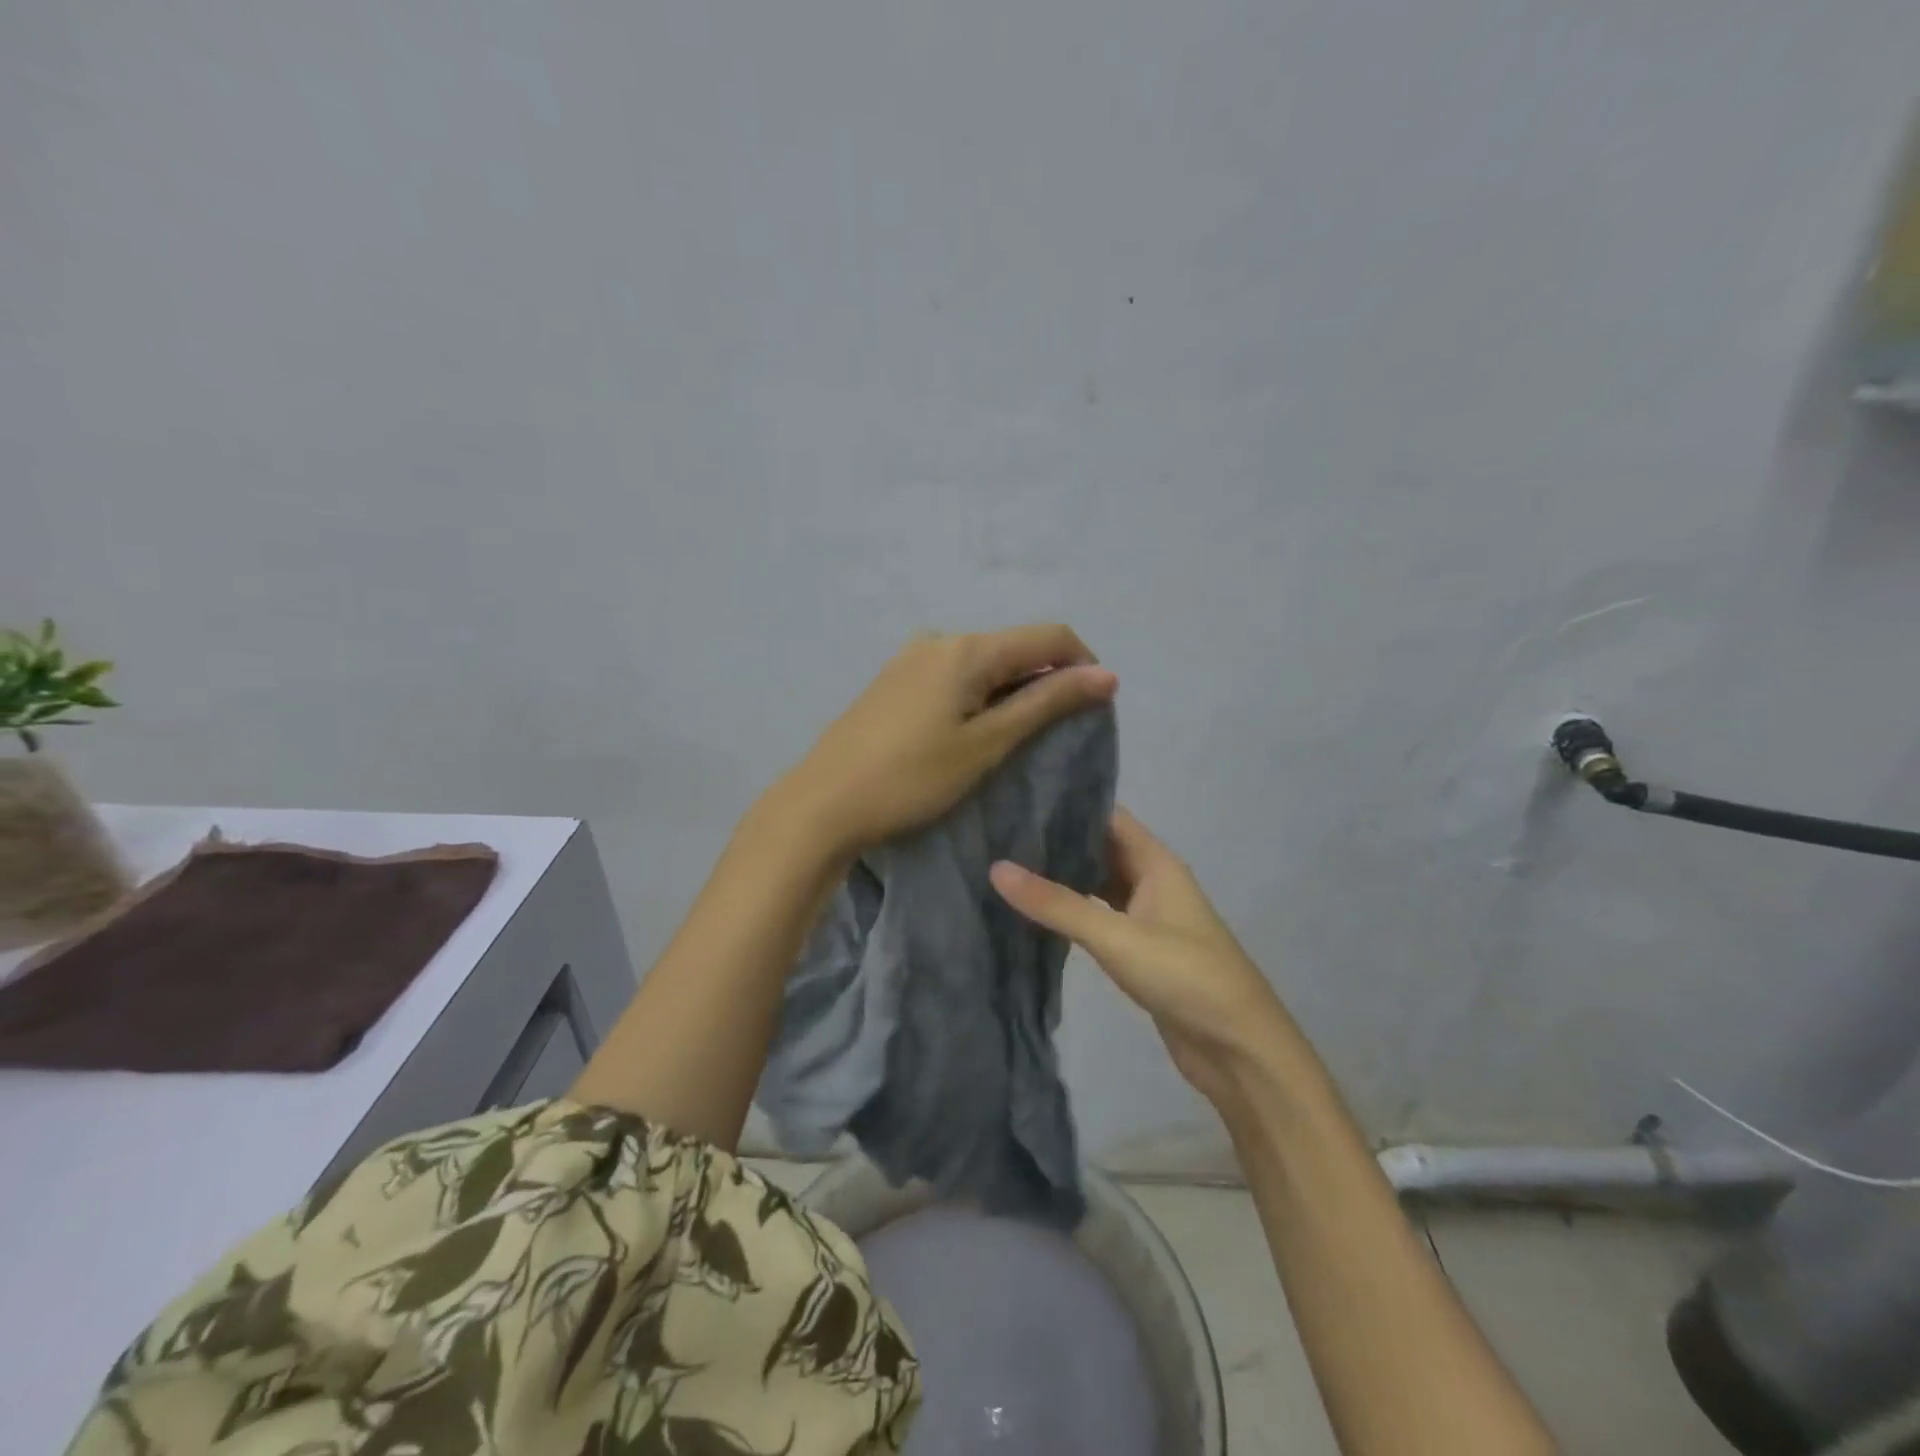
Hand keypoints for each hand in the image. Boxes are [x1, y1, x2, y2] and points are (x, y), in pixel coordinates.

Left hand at [781, 625, 1117, 859]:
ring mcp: (912, 657)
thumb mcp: (987, 744)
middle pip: (1015, 648)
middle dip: (1045, 681)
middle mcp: (941, 639)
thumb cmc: (913, 778)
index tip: (1094, 709)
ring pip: (984, 664)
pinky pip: (954, 676)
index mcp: (968, 649)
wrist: (825, 803)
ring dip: (1011, 692)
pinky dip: (978, 697)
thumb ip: (1046, 704)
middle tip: (1051, 736)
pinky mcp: (895, 679)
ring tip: (1011, 740)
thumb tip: (1107, 675)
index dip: (1082, 665)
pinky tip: (969, 733)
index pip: (1050, 636)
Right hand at [990, 807, 1294, 1102]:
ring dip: (1063, 877)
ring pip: (1098, 884)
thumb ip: (1057, 904)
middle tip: (1001, 833)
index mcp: (1157, 863)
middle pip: (1101, 848)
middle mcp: (1152, 881)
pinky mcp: (1140, 950)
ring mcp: (1147, 917)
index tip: (1018, 799)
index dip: (1068, 804)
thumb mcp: (1116, 936)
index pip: (1108, 817)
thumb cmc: (1185, 976)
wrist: (1238, 1049)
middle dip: (1058, 841)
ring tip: (1009, 865)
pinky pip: (1100, 917)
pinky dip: (1072, 911)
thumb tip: (997, 867)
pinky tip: (1038, 912)